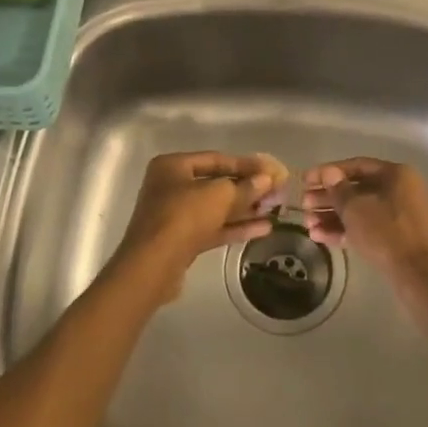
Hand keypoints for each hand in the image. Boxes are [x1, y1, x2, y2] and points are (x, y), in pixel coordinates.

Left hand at [111, 151, 287, 305]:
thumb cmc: (183, 217)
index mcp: (172, 166)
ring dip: (245, 209)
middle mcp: (171, 187)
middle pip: (216, 184)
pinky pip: (213, 228)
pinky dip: (236, 227)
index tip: (271, 170)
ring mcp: (175, 215)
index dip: (246, 164)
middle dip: (247, 189)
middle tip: (276, 191)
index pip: (216, 159)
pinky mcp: (181, 241)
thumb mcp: (219, 195)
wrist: (152, 267)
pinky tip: (264, 228)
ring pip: (216, 208)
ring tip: (274, 210)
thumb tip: (266, 179)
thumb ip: (245, 186)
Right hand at [300, 158, 427, 289]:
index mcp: (396, 174)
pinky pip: (368, 227)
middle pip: (357, 189)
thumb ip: (338, 189)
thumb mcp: (355, 208)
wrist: (415, 274)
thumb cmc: (384, 231)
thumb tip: (328, 173)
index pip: (356, 166)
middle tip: (304, 204)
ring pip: (360, 210)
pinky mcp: (396, 237)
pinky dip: (345, 230)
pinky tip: (319, 236)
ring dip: (332, 216)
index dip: (328, 172)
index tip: (305, 180)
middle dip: (328, 198)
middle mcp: (401, 190)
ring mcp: (400, 215)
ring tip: (307, 224)